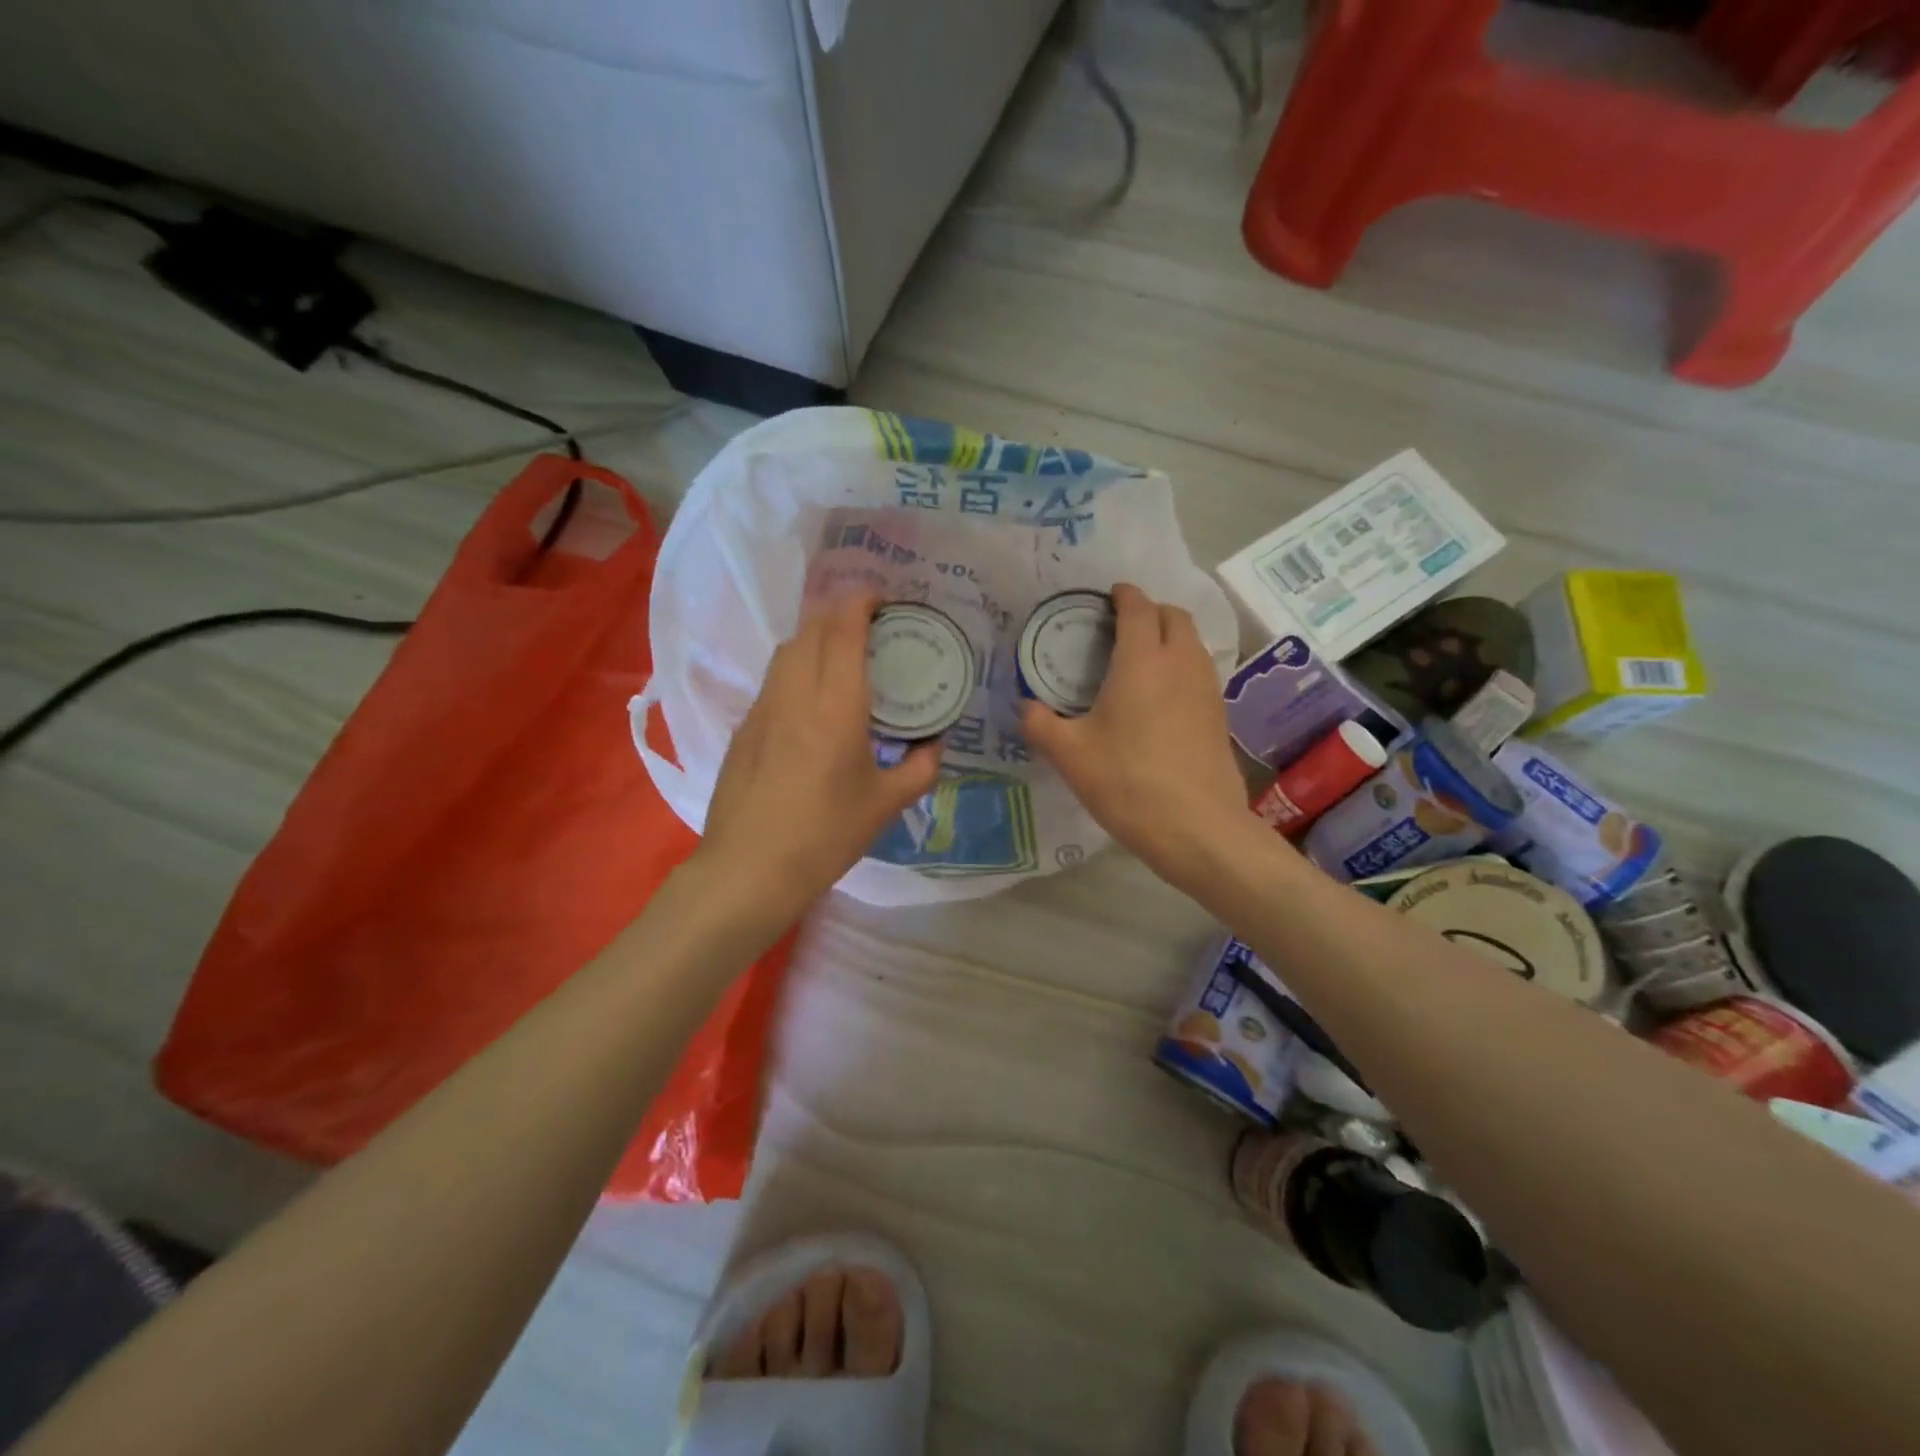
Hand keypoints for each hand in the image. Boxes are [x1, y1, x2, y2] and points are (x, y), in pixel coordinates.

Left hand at [694, 592, 941, 920]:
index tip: (881, 596)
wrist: (748, 869)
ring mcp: (763, 709)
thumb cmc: (824, 835)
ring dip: (815, 637)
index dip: (860, 602)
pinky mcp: (744, 728)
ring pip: (787, 651)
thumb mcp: (885, 805)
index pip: (843, 631)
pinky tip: (811, 697)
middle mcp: (795, 695)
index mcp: (835, 707)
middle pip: (812, 630)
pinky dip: (796, 667)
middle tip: (870, 623)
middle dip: (840, 613)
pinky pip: (774, 679)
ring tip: (841, 654)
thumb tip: (935, 747)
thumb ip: (920, 769)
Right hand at [1020, 583, 1261, 892]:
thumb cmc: (1128, 783)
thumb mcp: (1069, 755)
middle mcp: (1181, 663)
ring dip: (1169, 637)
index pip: (1138, 608)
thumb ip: (1039, 724)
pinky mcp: (1220, 715)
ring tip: (1140, 658)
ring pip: (1193, 643)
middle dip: (1150, 610)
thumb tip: (1025, 707)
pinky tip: (1161, 697)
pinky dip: (1181, 666)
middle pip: (1174, 616)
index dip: (1123, 595)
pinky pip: (1200, 671)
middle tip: (1121, 627)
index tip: (1109, 596)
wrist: (1198, 828)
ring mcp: (1207, 689)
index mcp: (1142, 661)